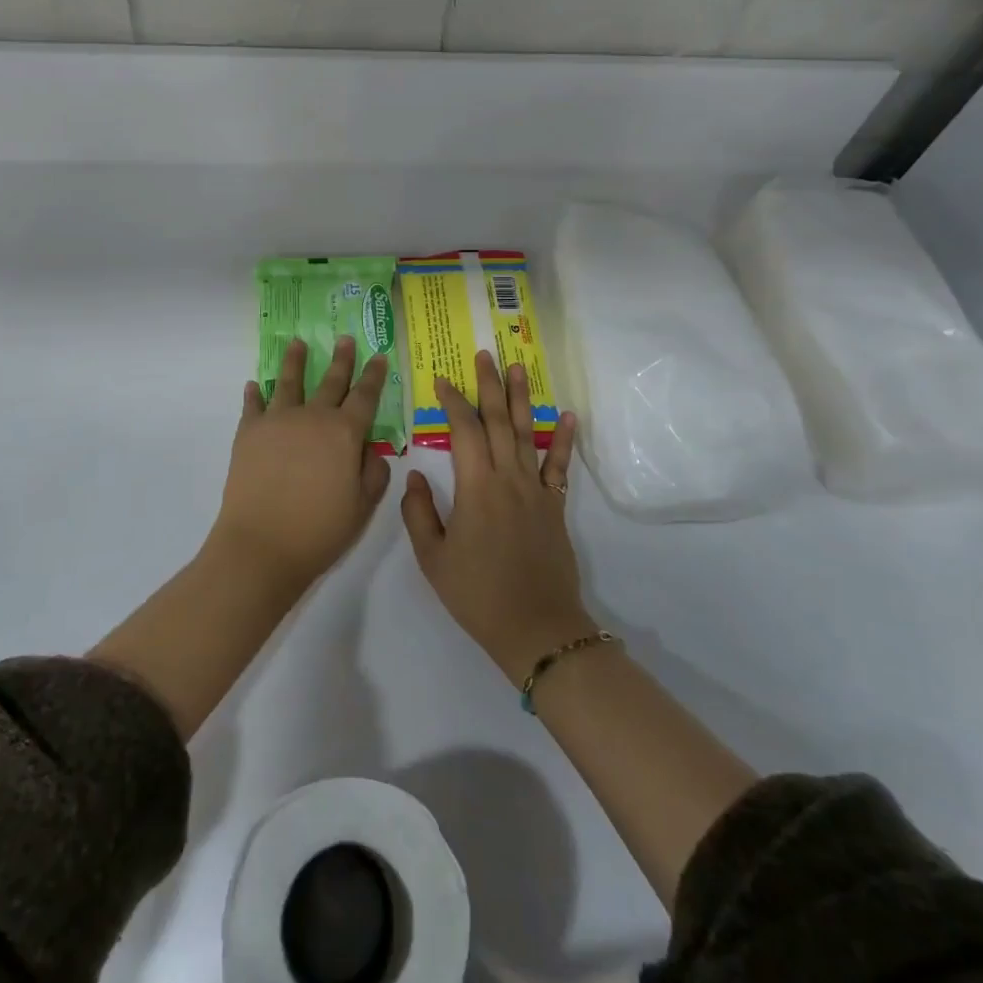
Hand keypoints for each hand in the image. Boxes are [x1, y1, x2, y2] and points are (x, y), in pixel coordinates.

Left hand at [215, 337, 392, 590]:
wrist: (261, 545)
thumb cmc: (319, 530)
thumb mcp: (362, 506)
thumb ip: (373, 473)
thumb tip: (370, 450)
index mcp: (345, 433)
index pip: (365, 396)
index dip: (374, 376)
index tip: (379, 356)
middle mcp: (313, 417)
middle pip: (330, 381)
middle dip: (340, 359)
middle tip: (343, 338)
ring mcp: (277, 421)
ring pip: (289, 382)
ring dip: (294, 361)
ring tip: (297, 343)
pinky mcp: (248, 433)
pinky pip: (253, 405)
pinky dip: (254, 394)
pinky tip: (254, 385)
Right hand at [400, 350, 589, 682]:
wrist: (536, 628)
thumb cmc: (477, 595)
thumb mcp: (433, 559)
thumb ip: (419, 513)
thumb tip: (415, 476)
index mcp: (476, 488)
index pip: (464, 431)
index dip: (452, 402)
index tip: (442, 380)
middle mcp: (508, 479)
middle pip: (499, 421)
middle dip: (489, 385)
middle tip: (485, 354)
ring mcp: (536, 490)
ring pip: (528, 433)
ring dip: (522, 398)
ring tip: (518, 367)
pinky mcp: (555, 506)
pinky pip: (559, 466)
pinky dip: (563, 439)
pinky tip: (566, 415)